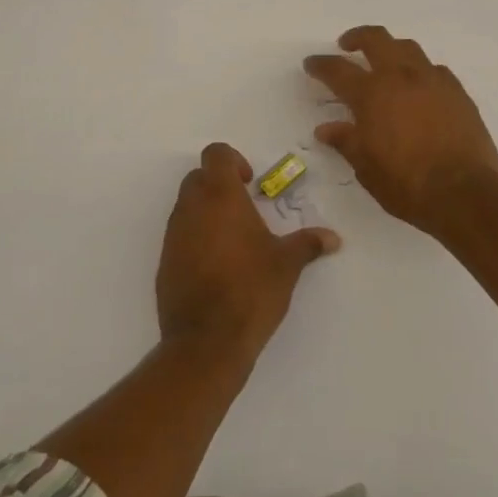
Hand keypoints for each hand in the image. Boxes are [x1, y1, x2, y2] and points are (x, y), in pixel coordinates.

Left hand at [156, 143, 340, 366]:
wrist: (206, 342)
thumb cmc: (251, 290)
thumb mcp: (287, 265)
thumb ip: (308, 243)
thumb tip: (333, 238)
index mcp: (220, 196)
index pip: (216, 154)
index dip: (233, 160)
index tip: (250, 183)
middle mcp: (191, 207)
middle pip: (198, 177)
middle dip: (219, 184)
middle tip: (244, 208)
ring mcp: (173, 234)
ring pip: (186, 205)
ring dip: (206, 211)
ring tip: (234, 240)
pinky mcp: (164, 261)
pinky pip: (179, 235)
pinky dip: (195, 238)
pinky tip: (217, 266)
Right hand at [303, 26, 497, 233]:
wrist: (464, 192)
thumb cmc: (406, 183)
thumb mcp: (366, 167)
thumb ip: (345, 141)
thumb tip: (325, 129)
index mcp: (371, 94)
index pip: (337, 70)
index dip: (321, 65)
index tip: (311, 63)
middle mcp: (400, 77)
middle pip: (376, 39)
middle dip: (357, 37)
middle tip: (347, 45)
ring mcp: (432, 80)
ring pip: (408, 47)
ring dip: (391, 48)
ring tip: (385, 60)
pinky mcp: (457, 92)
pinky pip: (435, 69)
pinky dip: (421, 71)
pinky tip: (420, 86)